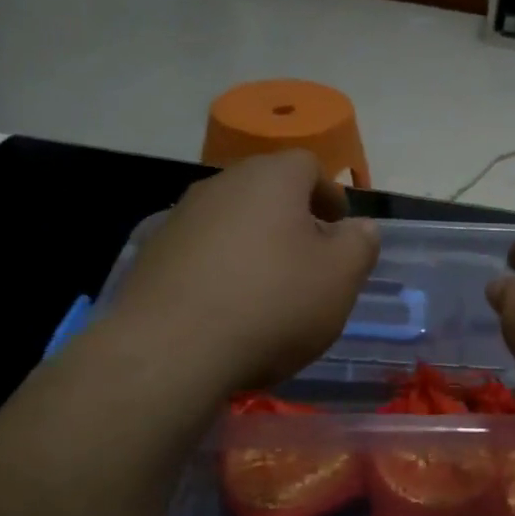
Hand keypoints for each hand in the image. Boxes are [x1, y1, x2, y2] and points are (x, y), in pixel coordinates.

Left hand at [105, 151, 378, 394]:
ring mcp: (180, 219)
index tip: (340, 225)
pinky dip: (223, 269)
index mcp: (271, 180)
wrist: (172, 350)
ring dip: (256, 244)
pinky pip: (202, 252)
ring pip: (232, 221)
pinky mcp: (153, 256)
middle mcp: (221, 186)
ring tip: (271, 288)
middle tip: (312, 257)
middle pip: (266, 190)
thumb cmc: (273, 303)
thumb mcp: (340, 277)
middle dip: (293, 219)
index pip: (307, 165)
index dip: (329, 193)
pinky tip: (230, 308)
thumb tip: (361, 227)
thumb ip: (360, 244)